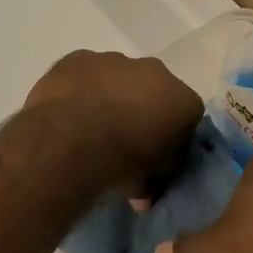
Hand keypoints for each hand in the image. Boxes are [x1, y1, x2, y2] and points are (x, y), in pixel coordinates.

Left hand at [23, 49, 203, 198]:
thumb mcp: (148, 185)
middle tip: (122, 139)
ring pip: (117, 77)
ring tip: (88, 128)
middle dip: (142, 109)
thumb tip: (143, 195)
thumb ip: (153, 181)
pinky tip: (65, 112)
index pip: (187, 116)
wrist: (70, 142)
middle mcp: (155, 72)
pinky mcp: (78, 57)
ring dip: (109, 96)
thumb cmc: (121, 164)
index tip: (155, 155)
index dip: (172, 136)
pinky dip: (79, 88)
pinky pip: (84, 73)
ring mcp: (114, 60)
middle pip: (153, 89)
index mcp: (182, 101)